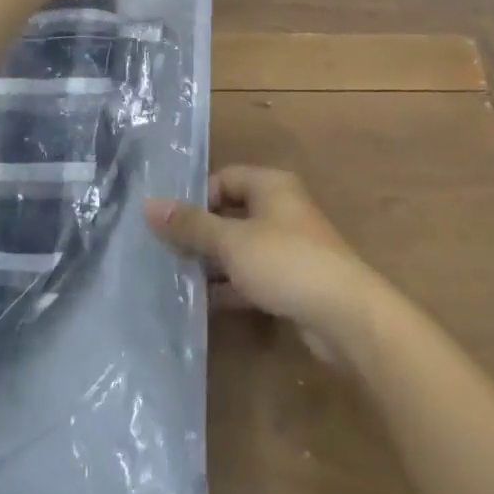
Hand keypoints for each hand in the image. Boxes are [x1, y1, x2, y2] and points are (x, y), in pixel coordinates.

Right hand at [146, 167, 381, 361]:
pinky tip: (205, 303)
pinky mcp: (294, 280)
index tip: (169, 223)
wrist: (345, 315)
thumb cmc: (285, 262)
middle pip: (232, 213)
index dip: (196, 197)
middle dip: (201, 233)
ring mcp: (290, 246)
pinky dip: (232, 285)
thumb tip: (148, 204)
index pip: (224, 178)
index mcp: (271, 186)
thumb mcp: (231, 241)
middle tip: (165, 252)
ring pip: (242, 247)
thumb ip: (191, 225)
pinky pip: (254, 275)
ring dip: (214, 262)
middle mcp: (282, 209)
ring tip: (177, 278)